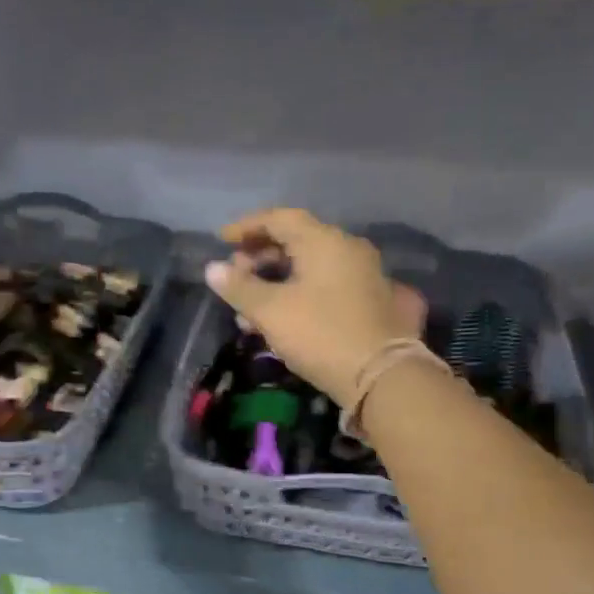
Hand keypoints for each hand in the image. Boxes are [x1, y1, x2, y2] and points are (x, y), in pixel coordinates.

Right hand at [204, 209, 419, 406]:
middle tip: (235, 277)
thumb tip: (212, 269)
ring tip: (250, 307)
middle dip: (260, 256)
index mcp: (324, 241)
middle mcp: (347, 249)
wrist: (381, 375)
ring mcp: (363, 274)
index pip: (280, 218)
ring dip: (276, 280)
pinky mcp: (369, 301)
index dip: (247, 227)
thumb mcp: (271, 312)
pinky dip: (299, 292)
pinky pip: (326, 285)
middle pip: (297, 240)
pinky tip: (281, 318)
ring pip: (310, 266)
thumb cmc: (320, 334)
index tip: (221, 240)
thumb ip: (239, 288)